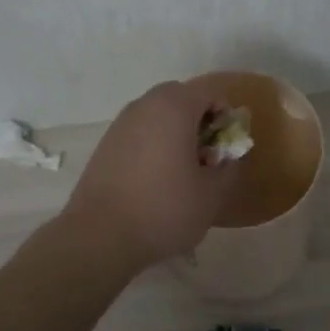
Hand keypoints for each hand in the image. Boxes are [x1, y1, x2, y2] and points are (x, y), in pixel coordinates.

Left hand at [64, 81, 239, 265]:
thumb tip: (230, 156)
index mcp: (174, 108)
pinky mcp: (105, 143)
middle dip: (198, 120)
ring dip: (174, 130)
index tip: (225, 147)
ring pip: (157, 113)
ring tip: (180, 170)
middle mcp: (145, 105)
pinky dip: (152, 143)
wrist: (99, 236)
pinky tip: (153, 178)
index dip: (225, 116)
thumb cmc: (164, 210)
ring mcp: (120, 123)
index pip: (209, 94)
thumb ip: (229, 168)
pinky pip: (138, 131)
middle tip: (206, 156)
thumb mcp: (211, 195)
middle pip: (180, 98)